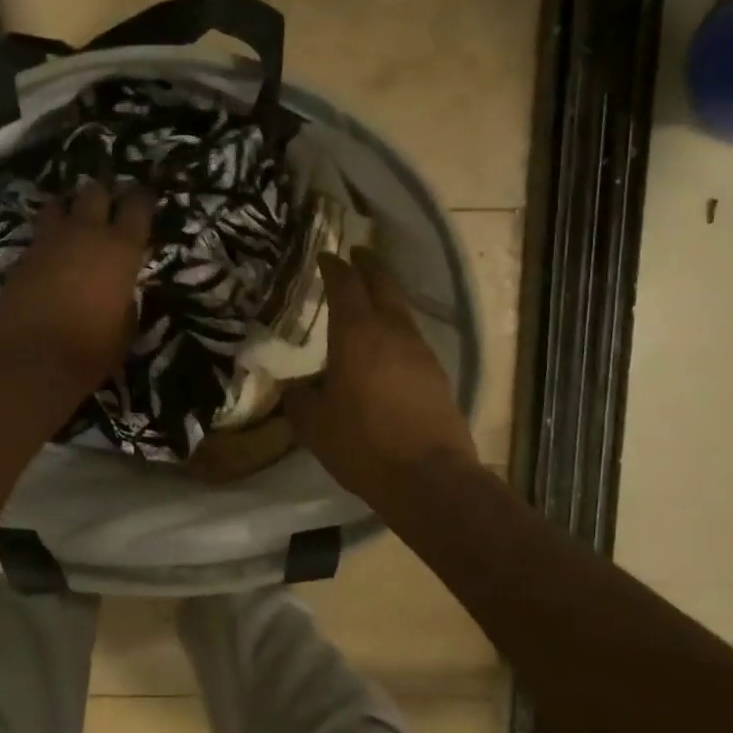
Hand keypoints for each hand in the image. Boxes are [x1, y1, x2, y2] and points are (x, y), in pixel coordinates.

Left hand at [0, 179, 154, 411]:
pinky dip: (47, 239)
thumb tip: (120, 289)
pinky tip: (50, 254)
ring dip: (69, 209)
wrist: (33, 362)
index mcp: (121, 249)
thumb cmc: (92, 350)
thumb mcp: (126, 326)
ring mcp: (49, 241)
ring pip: (59, 203)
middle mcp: (85, 233)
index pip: (137, 205)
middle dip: (103, 194)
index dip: (142, 199)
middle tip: (108, 206)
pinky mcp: (21, 256)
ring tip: (74, 222)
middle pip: (95, 191)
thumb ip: (125, 297)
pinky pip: (38, 235)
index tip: (144, 199)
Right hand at [284, 250, 478, 507]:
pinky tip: (386, 348)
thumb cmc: (363, 445)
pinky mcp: (437, 374)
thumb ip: (299, 399)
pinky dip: (396, 330)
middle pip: (383, 283)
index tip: (325, 257)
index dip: (334, 266)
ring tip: (368, 301)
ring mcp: (420, 351)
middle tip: (356, 254)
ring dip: (385, 297)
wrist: (429, 478)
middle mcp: (392, 332)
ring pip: (401, 310)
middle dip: (368, 265)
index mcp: (357, 335)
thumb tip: (295, 388)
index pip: (346, 284)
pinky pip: (412, 339)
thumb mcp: (314, 425)